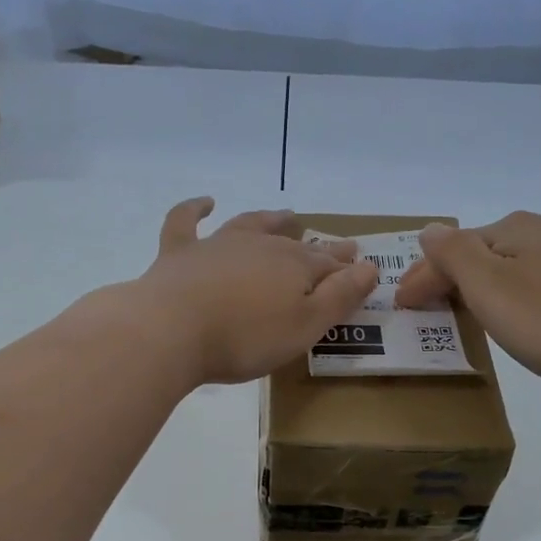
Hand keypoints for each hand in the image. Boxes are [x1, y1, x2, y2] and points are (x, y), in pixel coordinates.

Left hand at [133, 197, 378, 385]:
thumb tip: (369, 267)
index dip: (346, 268)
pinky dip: (195, 209)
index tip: (362, 266)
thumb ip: (339, 297)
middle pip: (295, 246)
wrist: (171, 330)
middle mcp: (259, 246)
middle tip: (338, 245)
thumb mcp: (305, 326)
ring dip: (271, 220)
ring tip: (286, 215)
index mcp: (293, 266)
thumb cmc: (245, 338)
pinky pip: (186, 222)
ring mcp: (217, 245)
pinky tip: (205, 202)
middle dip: (319, 248)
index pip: (328, 265)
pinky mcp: (179, 253)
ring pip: (251, 225)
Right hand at [395, 211, 540, 393]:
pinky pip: (528, 286)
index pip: (452, 248)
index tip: (400, 306)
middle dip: (446, 279)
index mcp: (514, 227)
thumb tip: (429, 230)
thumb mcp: (487, 284)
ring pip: (504, 270)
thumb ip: (452, 253)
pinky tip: (506, 316)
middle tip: (421, 310)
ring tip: (455, 313)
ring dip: (475, 289)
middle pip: (478, 254)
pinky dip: (504, 298)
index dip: (422, 276)